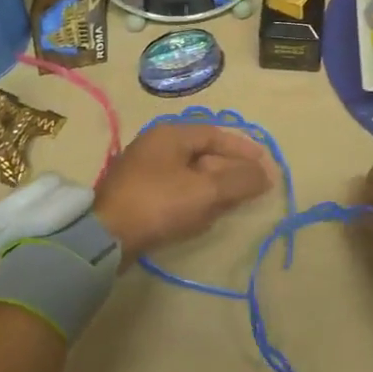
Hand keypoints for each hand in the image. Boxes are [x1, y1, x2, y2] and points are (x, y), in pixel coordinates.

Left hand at [94, 123, 272, 257]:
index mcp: (170, 134)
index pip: (215, 134)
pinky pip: (176, 190)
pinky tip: (204, 216)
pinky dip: (195, 199)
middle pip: (203, 153)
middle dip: (230, 170)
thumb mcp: (205, 191)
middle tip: (252, 188)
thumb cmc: (159, 203)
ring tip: (233, 204)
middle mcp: (156, 145)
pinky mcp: (137, 195)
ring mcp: (144, 170)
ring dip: (214, 187)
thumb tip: (266, 174)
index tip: (264, 165)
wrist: (106, 237)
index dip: (243, 149)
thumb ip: (239, 181)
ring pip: (190, 174)